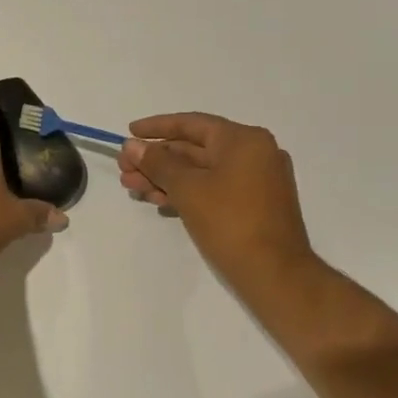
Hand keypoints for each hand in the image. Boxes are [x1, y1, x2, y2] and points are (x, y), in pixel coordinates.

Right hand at [118, 113, 314, 292]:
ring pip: (200, 171)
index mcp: (243, 140)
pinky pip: (212, 187)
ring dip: (164, 178)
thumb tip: (131, 145)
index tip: (128, 133)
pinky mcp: (252, 204)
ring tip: (132, 189)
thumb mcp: (187, 188)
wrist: (274, 274)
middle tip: (123, 170)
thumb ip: (157, 162)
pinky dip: (185, 192)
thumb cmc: (230, 222)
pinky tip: (157, 201)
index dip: (155, 127)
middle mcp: (253, 153)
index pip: (191, 124)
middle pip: (193, 148)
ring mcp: (255, 180)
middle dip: (155, 160)